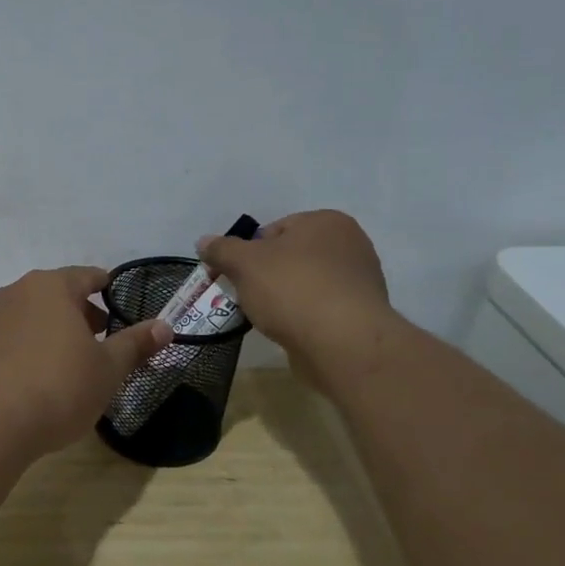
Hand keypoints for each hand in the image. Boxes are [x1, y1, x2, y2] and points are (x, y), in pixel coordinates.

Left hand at [0, 267, 171, 457]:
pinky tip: (41, 377)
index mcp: (52, 286)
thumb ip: (135, 344)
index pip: (88, 276)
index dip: (108, 289)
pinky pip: (14, 336)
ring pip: (34, 315)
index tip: (122, 306)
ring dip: (56, 331)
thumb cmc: (58, 387)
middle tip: (104, 341)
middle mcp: (18, 292)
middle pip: (59, 294)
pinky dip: (32, 347)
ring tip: (74, 362)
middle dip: (83, 314)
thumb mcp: (107, 369)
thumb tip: (165, 326)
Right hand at [197, 210, 393, 362]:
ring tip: (268, 318)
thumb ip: (222, 250)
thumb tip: (203, 242)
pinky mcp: (361, 314)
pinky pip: (320, 308)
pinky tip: (291, 331)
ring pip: (305, 284)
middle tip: (247, 297)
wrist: (343, 343)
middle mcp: (350, 243)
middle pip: (290, 257)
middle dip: (266, 276)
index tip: (234, 276)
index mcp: (325, 221)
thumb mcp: (244, 264)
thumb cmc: (292, 290)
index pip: (273, 230)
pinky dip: (303, 316)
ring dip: (284, 298)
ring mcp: (360, 280)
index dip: (247, 253)